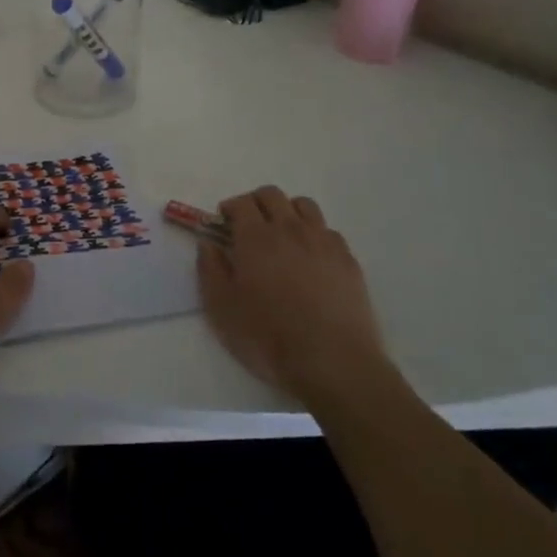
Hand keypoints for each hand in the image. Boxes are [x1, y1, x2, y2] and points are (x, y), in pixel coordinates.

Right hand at [198, 185, 386, 403]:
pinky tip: (311, 259)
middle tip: (248, 227)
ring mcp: (323, 241)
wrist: (333, 362)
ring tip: (282, 237)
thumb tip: (208, 243)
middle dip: (255, 203)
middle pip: (272, 195)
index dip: (229, 208)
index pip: (241, 202)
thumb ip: (210, 269)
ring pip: (304, 205)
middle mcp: (290, 229)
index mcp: (256, 237)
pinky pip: (328, 231)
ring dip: (287, 211)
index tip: (222, 225)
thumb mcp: (222, 309)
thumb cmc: (269, 337)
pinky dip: (314, 234)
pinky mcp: (348, 259)